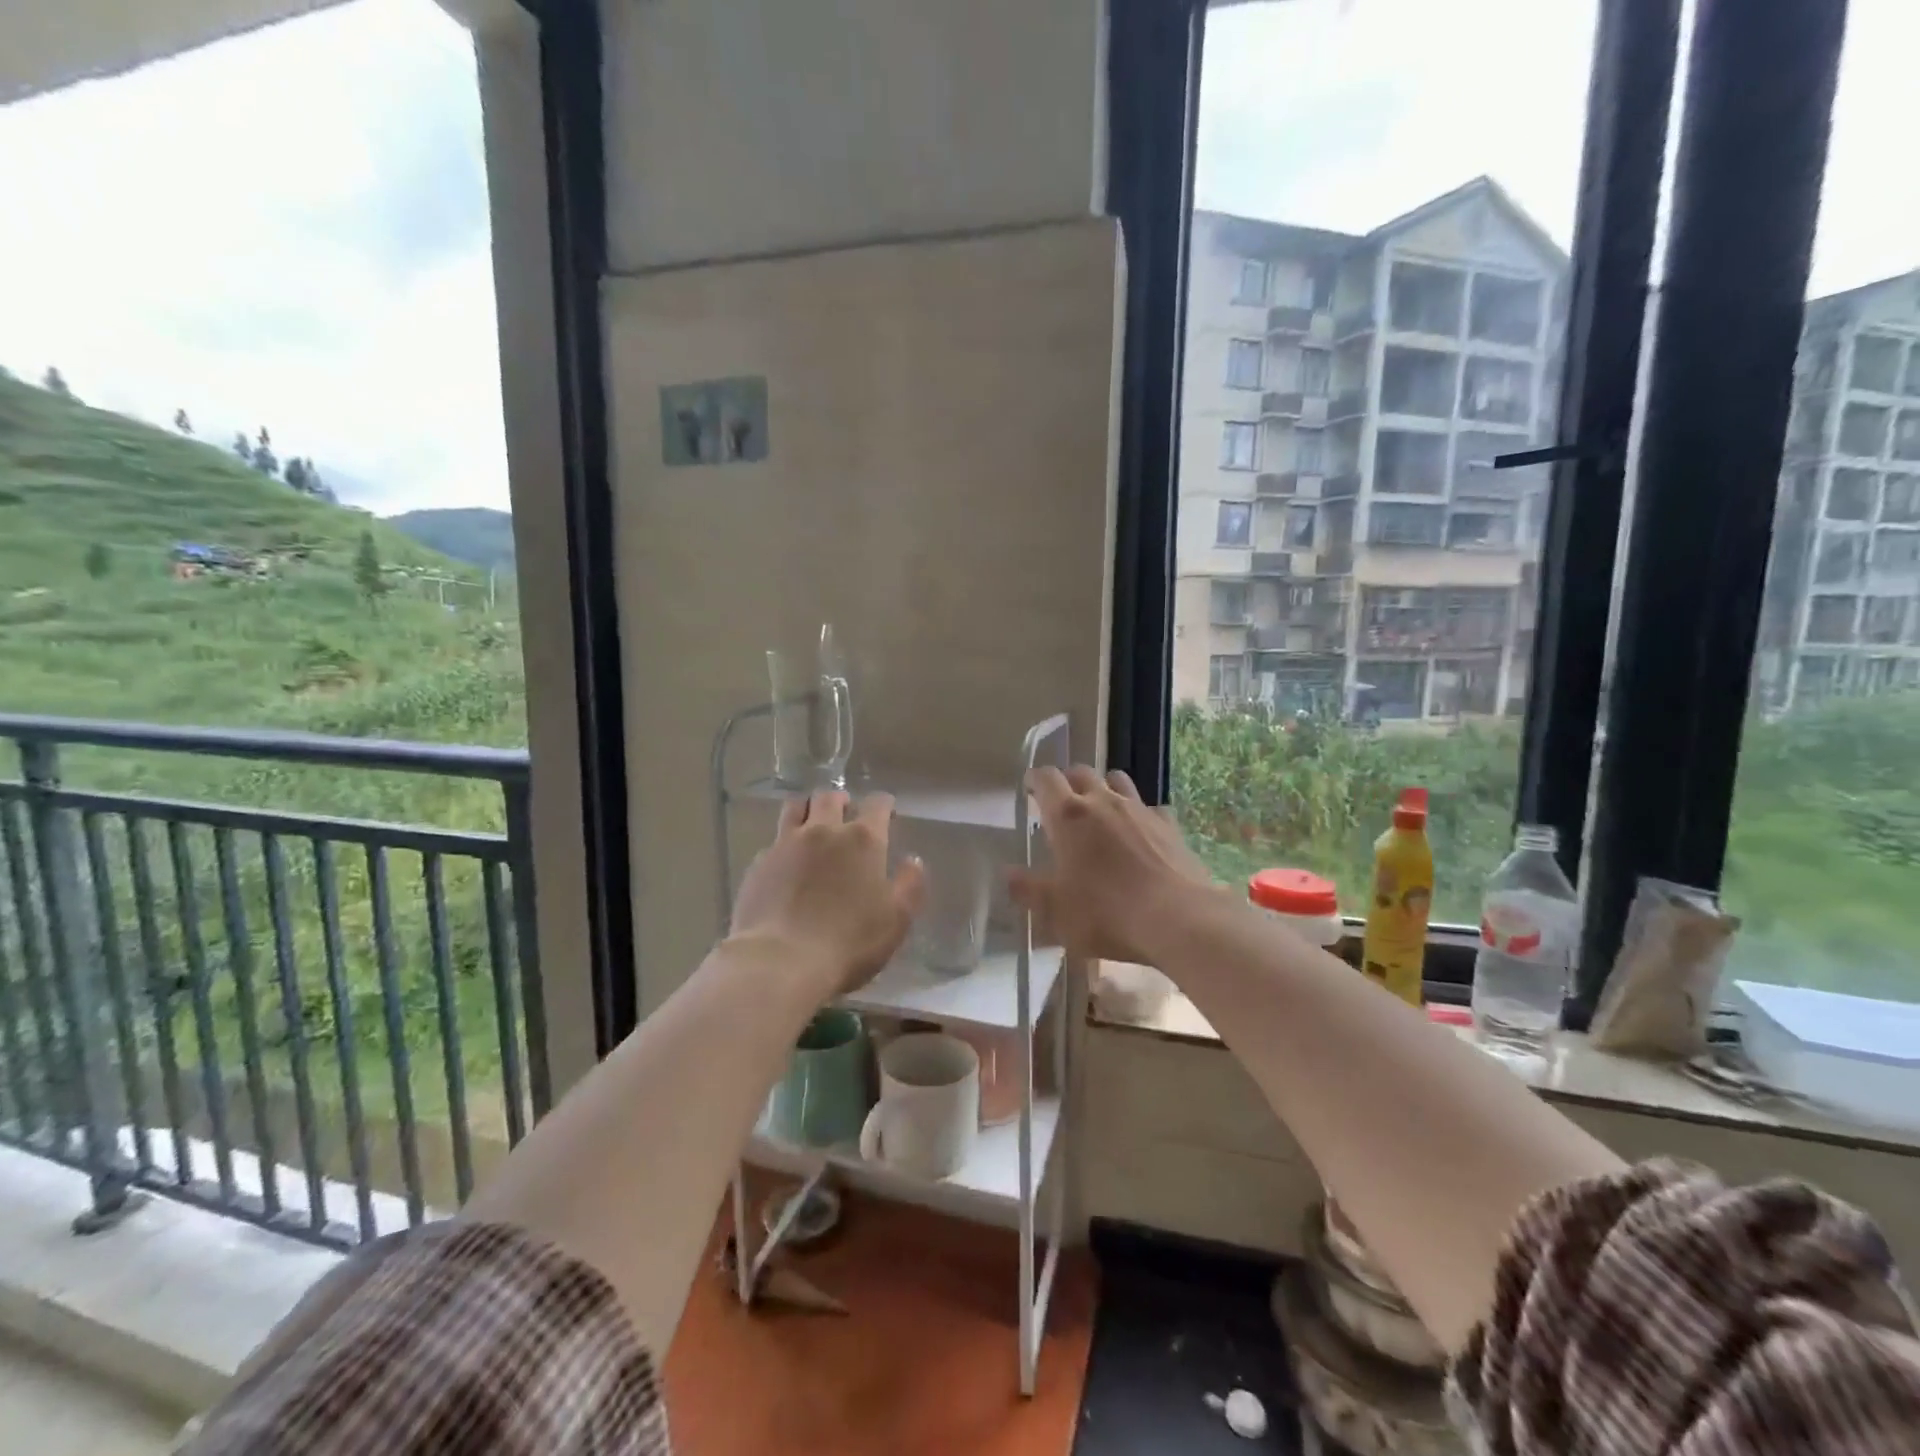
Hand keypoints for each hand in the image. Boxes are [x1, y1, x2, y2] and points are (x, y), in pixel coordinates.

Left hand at [730, 789, 926, 998]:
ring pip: (796, 807)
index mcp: (863, 840)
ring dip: (808, 809)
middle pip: (830, 797)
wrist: (780, 961)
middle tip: (846, 812)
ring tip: (812, 822)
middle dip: (842, 801)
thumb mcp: (896, 920)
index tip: (887, 812)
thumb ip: (910, 885)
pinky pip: (774, 841)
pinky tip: (786, 862)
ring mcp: (786, 844)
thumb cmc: (849, 942)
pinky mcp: (759, 863)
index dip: (883, 805)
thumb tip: (913, 861)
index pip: (877, 804)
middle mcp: (823, 831)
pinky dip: (784, 844)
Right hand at [1008, 766, 1218, 965]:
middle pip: (1081, 772)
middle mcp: (1102, 802)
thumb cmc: (1106, 913)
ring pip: (1117, 781)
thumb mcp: (1055, 911)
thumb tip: (1008, 873)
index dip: (1034, 779)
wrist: (1177, 919)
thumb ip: (1028, 889)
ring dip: (1104, 787)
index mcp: (1068, 816)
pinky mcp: (1169, 825)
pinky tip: (1141, 833)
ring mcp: (1140, 810)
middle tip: (1060, 800)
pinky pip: (1151, 808)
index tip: (1029, 787)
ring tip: (1099, 807)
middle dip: (1067, 781)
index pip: (1046, 779)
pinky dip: (1141, 814)